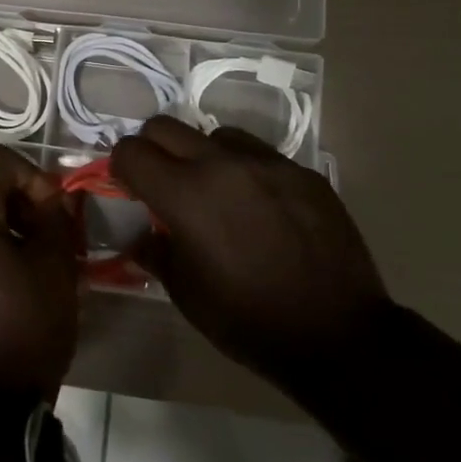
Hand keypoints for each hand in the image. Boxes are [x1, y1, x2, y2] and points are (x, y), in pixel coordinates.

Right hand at [111, 117, 389, 390]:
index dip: (121, 168)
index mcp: (186, 195)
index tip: (130, 189)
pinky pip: (259, 153)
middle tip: (162, 184)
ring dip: (202, 155)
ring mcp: (267, 163)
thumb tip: (140, 232)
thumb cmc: (250, 321)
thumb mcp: (186, 294)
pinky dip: (244, 169)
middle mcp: (222, 165)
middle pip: (164, 126)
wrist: (339, 335)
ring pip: (214, 134)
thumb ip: (155, 251)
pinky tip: (259, 206)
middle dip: (152, 149)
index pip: (131, 152)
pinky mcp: (302, 171)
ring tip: (216, 192)